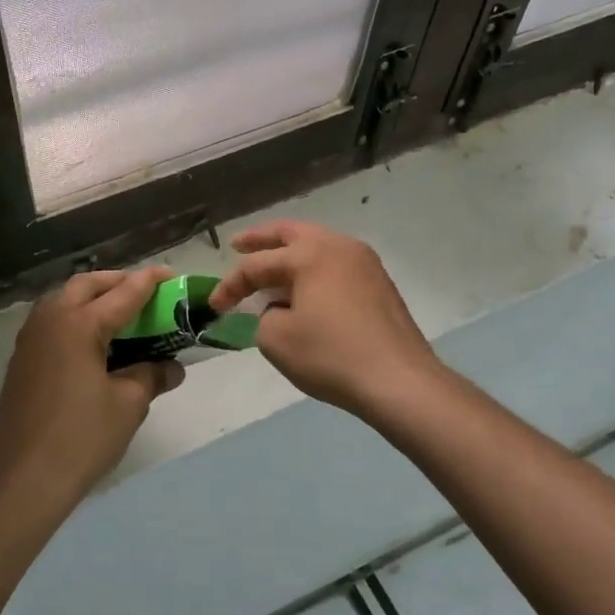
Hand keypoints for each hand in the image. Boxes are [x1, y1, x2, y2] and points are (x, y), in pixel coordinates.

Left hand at [0, 268, 184, 505]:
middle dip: (116, 282)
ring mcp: (29, 340)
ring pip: (63, 301)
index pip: (123, 294)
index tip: (170, 275)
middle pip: (86, 285)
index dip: (149, 283)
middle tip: (144, 294)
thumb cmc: (82, 438)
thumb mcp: (128, 405)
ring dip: (92, 299)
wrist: (23, 480)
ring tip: (119, 315)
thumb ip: (151, 375)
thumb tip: (172, 367)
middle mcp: (50, 320)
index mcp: (79, 324)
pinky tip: (92, 343)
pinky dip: (75, 320)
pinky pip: (52, 324)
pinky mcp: (21, 361)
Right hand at [209, 221, 439, 419]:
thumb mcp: (276, 339)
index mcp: (310, 254)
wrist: (399, 381)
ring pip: (318, 246)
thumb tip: (279, 311)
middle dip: (261, 238)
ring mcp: (365, 263)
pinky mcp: (379, 285)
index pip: (257, 264)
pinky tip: (304, 291)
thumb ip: (264, 317)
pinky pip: (336, 265)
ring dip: (290, 254)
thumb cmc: (331, 356)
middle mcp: (338, 247)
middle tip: (238, 244)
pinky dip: (313, 270)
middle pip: (291, 233)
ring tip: (270, 270)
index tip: (215, 306)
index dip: (230, 284)